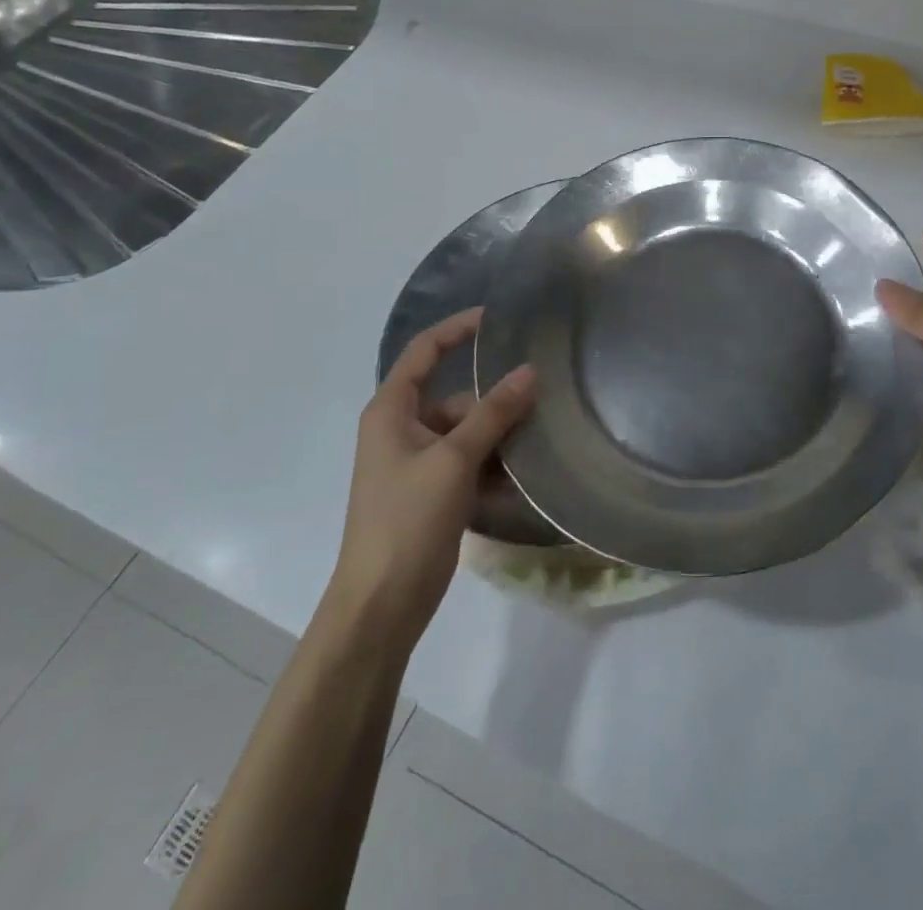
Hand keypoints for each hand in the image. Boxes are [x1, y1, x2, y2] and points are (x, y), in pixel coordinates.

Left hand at [327, 307, 535, 647]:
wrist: (381, 605)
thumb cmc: (407, 520)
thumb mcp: (454, 459)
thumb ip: (494, 413)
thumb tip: (530, 371)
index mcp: (391, 411)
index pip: (424, 351)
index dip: (458, 329)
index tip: (498, 317)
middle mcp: (402, 430)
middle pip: (457, 397)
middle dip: (495, 401)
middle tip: (541, 401)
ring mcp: (418, 463)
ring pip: (469, 432)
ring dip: (499, 437)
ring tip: (537, 443)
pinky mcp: (433, 492)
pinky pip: (470, 462)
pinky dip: (493, 465)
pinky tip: (522, 477)